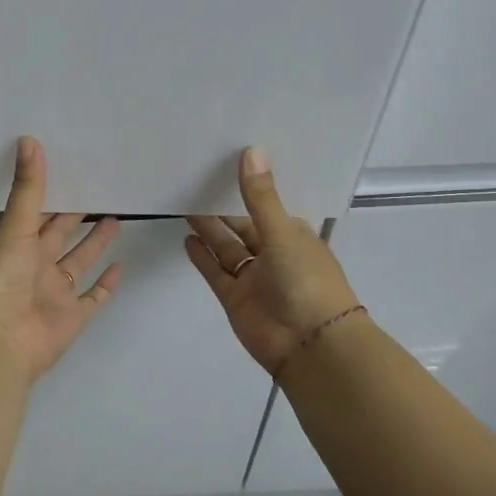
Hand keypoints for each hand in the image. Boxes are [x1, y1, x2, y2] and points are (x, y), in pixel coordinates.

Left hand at [0, 136, 122, 383]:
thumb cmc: (0, 281)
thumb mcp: (14, 228)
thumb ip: (27, 188)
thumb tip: (29, 139)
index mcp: (17, 243)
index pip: (39, 211)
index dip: (55, 192)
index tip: (76, 169)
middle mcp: (36, 265)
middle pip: (61, 234)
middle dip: (78, 215)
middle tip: (103, 189)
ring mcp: (55, 292)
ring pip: (79, 262)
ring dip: (95, 243)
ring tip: (116, 218)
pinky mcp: (72, 317)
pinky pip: (92, 297)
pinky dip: (106, 284)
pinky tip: (121, 266)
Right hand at [186, 147, 360, 374]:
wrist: (310, 345)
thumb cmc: (306, 281)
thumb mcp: (283, 233)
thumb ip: (260, 197)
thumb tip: (251, 150)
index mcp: (293, 235)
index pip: (267, 205)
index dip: (248, 188)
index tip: (225, 165)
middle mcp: (273, 253)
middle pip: (242, 226)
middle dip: (222, 208)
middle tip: (195, 182)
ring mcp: (253, 277)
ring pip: (226, 248)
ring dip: (209, 229)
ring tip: (185, 204)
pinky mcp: (235, 298)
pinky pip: (216, 272)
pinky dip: (202, 257)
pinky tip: (187, 238)